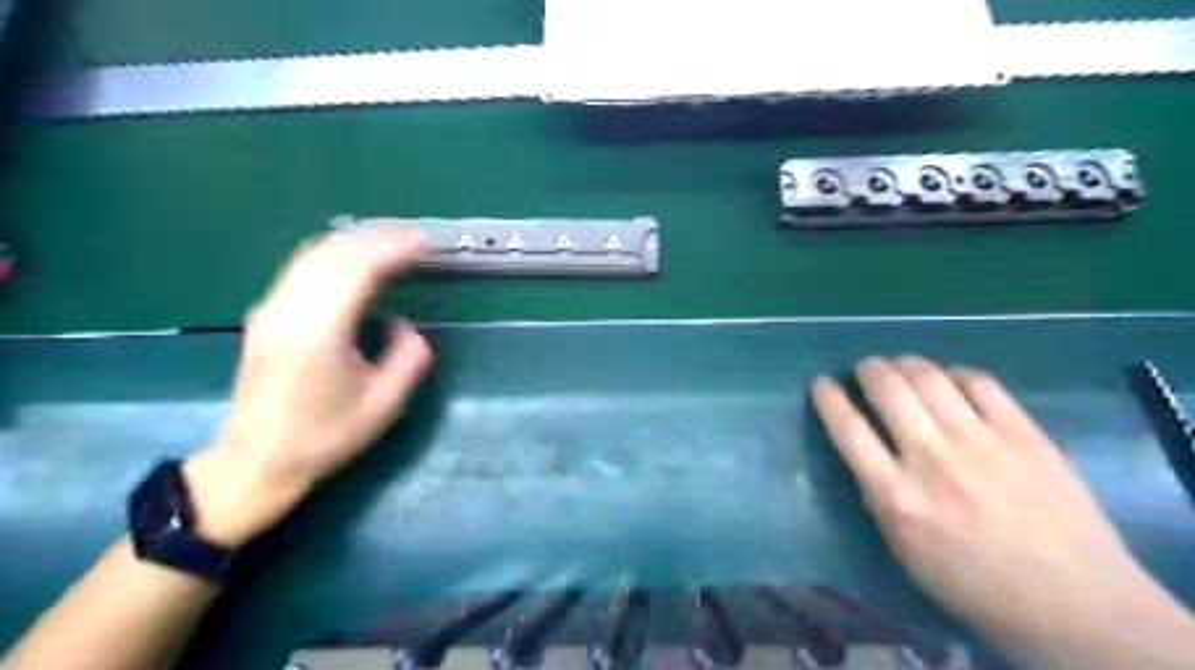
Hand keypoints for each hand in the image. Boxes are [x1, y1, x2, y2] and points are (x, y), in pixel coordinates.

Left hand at [184, 233, 432, 547]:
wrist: (255, 460)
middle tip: (417, 238)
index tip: (426, 242)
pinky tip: (357, 259)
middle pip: (334, 251)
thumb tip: (404, 323)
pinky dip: (337, 253)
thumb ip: (408, 358)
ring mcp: (271, 308)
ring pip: (314, 253)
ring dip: (357, 241)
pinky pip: (303, 266)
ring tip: (394, 242)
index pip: (357, 268)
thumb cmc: (324, 437)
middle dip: (379, 236)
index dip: (394, 247)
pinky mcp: (266, 313)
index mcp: (319, 332)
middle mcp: (288, 309)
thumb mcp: (384, 405)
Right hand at [807, 359, 1174, 657]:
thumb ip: (879, 495)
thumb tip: (868, 454)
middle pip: (887, 390)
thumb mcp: (903, 548)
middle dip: (868, 369)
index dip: (828, 398)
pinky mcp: (1024, 434)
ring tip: (901, 365)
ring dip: (905, 363)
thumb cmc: (974, 584)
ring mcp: (981, 442)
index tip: (821, 383)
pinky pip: (981, 383)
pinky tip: (951, 380)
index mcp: (895, 496)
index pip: (847, 428)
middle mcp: (931, 459)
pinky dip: (956, 374)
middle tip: (866, 368)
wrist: (1072, 602)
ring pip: (930, 377)